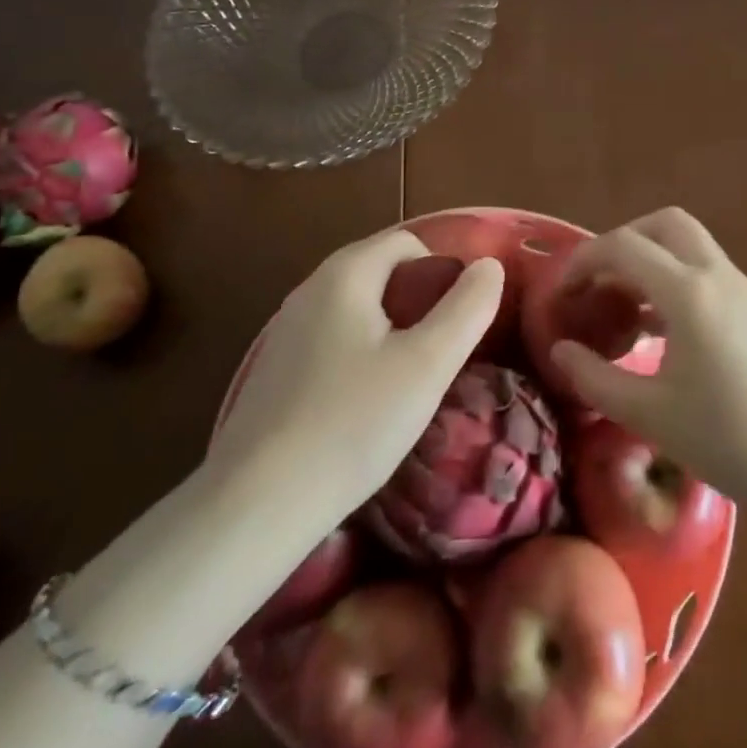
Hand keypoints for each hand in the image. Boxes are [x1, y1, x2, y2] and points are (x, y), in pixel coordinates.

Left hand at [209, 229, 502, 521]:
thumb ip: (467, 308)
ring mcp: (286, 329)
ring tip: (409, 381)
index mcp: (345, 273)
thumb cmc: (353, 423)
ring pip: (358, 309)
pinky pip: (334, 339)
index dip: (443, 271)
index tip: (459, 322)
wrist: (257, 504)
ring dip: (392, 330)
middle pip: (381, 272)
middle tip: (440, 355)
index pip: (408, 242)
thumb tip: (489, 266)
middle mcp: (310, 288)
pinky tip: (366, 403)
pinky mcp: (276, 368)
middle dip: (419, 302)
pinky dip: (361, 354)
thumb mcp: (428, 364)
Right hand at [549, 208, 746, 506]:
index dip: (583, 261)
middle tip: (598, 282)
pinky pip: (705, 271)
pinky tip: (658, 329)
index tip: (560, 293)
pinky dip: (673, 280)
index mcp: (688, 292)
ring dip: (650, 260)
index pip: (623, 246)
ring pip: (688, 245)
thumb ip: (596, 378)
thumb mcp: (652, 415)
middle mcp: (716, 274)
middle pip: (663, 224)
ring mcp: (742, 288)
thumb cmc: (732, 439)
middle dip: (623, 242)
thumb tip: (560, 350)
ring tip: (621, 307)